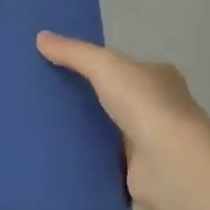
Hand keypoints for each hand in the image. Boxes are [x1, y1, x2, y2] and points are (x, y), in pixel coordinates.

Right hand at [37, 32, 209, 209]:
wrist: (169, 163)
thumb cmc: (144, 104)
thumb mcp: (104, 65)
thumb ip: (73, 52)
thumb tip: (41, 37)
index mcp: (159, 78)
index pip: (126, 67)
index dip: (99, 65)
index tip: (65, 67)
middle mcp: (159, 108)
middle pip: (116, 98)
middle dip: (89, 98)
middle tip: (48, 96)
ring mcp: (150, 142)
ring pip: (110, 131)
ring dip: (86, 130)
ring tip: (44, 124)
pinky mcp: (138, 172)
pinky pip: (105, 161)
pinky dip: (87, 159)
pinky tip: (58, 154)